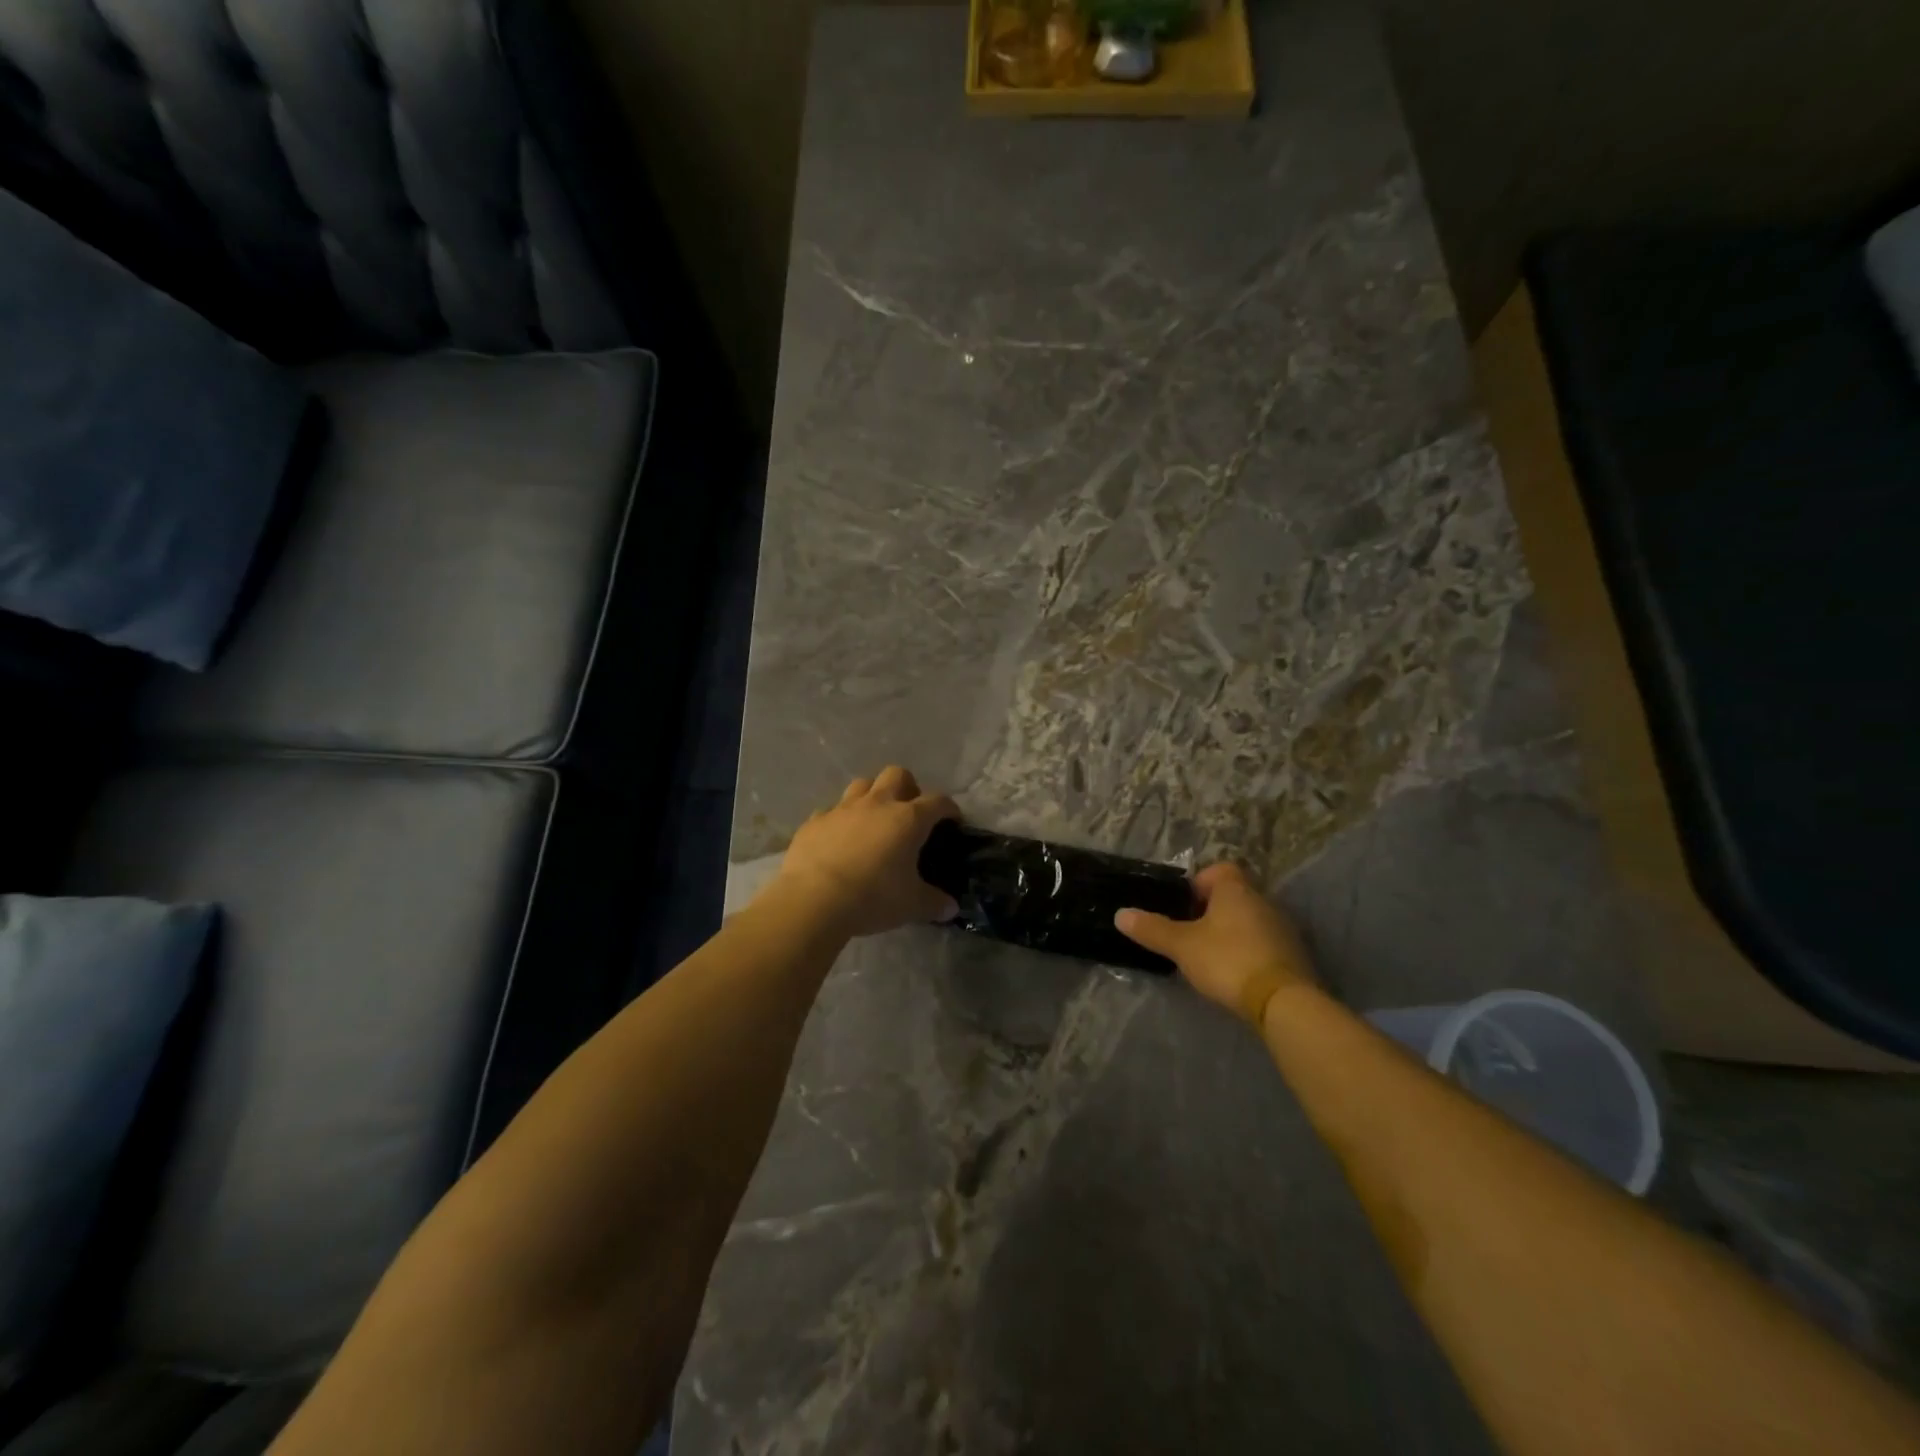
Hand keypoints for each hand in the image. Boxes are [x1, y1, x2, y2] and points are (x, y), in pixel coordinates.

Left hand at [771, 766, 960, 937]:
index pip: (938, 801)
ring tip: (873, 820)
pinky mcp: (815, 821)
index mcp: (908, 819)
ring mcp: (842, 809)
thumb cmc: (873, 897)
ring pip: (862, 785)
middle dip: (908, 788)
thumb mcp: (912, 906)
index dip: (948, 808)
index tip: (952, 820)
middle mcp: (877, 804)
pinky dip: (839, 821)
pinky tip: (838, 840)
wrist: (813, 900)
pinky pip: (831, 812)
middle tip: (909, 812)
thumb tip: (950, 908)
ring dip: (872, 796)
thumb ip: (934, 903)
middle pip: (897, 775)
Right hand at [1115, 863, 1316, 1026]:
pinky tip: (1235, 974)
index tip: (1183, 906)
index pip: (1219, 869)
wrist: (1283, 1002)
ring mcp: (1283, 928)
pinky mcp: (1294, 956)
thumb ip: (1152, 929)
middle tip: (1190, 934)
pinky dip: (1249, 951)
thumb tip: (1120, 914)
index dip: (1199, 883)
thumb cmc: (1227, 960)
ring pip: (1250, 920)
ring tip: (1210, 956)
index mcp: (1236, 890)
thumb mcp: (1182, 946)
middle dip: (1212, 911)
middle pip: (1234, 895)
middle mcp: (1263, 901)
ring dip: (1232, 932)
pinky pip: (1264, 943)